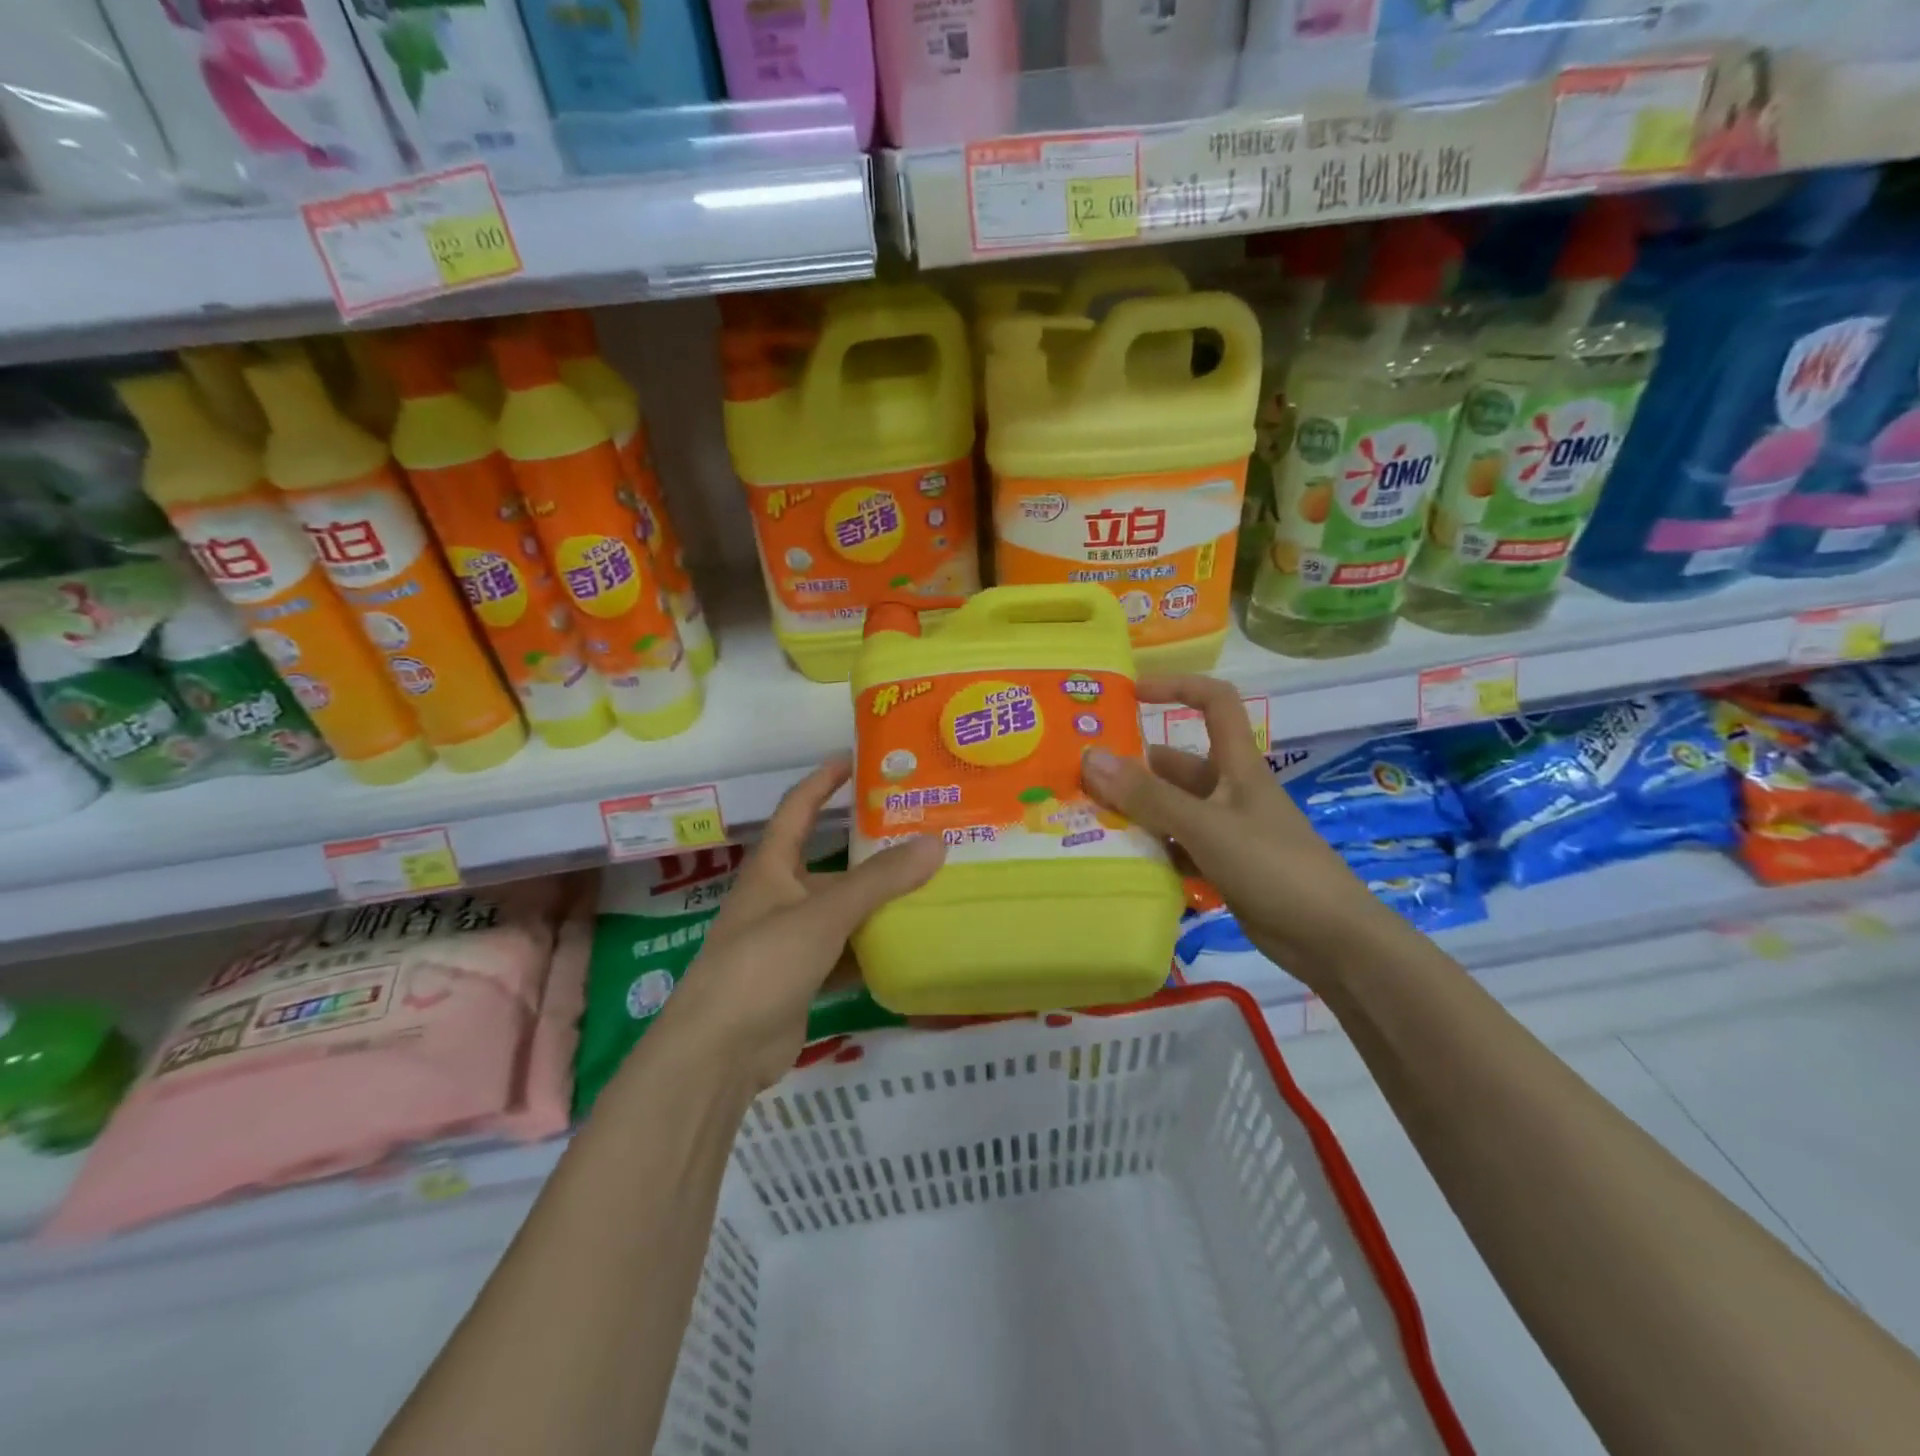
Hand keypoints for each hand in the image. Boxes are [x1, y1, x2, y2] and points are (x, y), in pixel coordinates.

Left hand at [655, 757, 944, 1090]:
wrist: (719, 1052)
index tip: (855, 759)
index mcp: (772, 868)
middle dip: (870, 851)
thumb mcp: (824, 913)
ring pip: (843, 911)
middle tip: (921, 835)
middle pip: (831, 864)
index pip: (798, 809)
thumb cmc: (763, 962)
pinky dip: (873, 948)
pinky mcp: (802, 979)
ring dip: (878, 903)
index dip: (823, 781)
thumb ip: (880, 880)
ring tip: (930, 887)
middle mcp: (780, 898)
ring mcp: (790, 941)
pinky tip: (910, 944)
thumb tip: (936, 842)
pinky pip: (845, 953)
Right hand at [1079, 674, 1385, 988]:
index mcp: (1237, 765)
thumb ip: (1148, 796)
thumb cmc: (1272, 866)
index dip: (1177, 688)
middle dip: (1133, 769)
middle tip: (1081, 780)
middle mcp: (1229, 791)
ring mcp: (1226, 832)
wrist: (1330, 939)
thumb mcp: (1206, 826)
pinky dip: (1152, 852)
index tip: (1131, 694)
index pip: (1214, 703)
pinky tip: (1121, 862)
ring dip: (1137, 814)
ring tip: (1088, 821)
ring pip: (1172, 811)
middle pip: (1177, 767)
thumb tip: (1090, 758)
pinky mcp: (1223, 868)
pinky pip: (1177, 849)